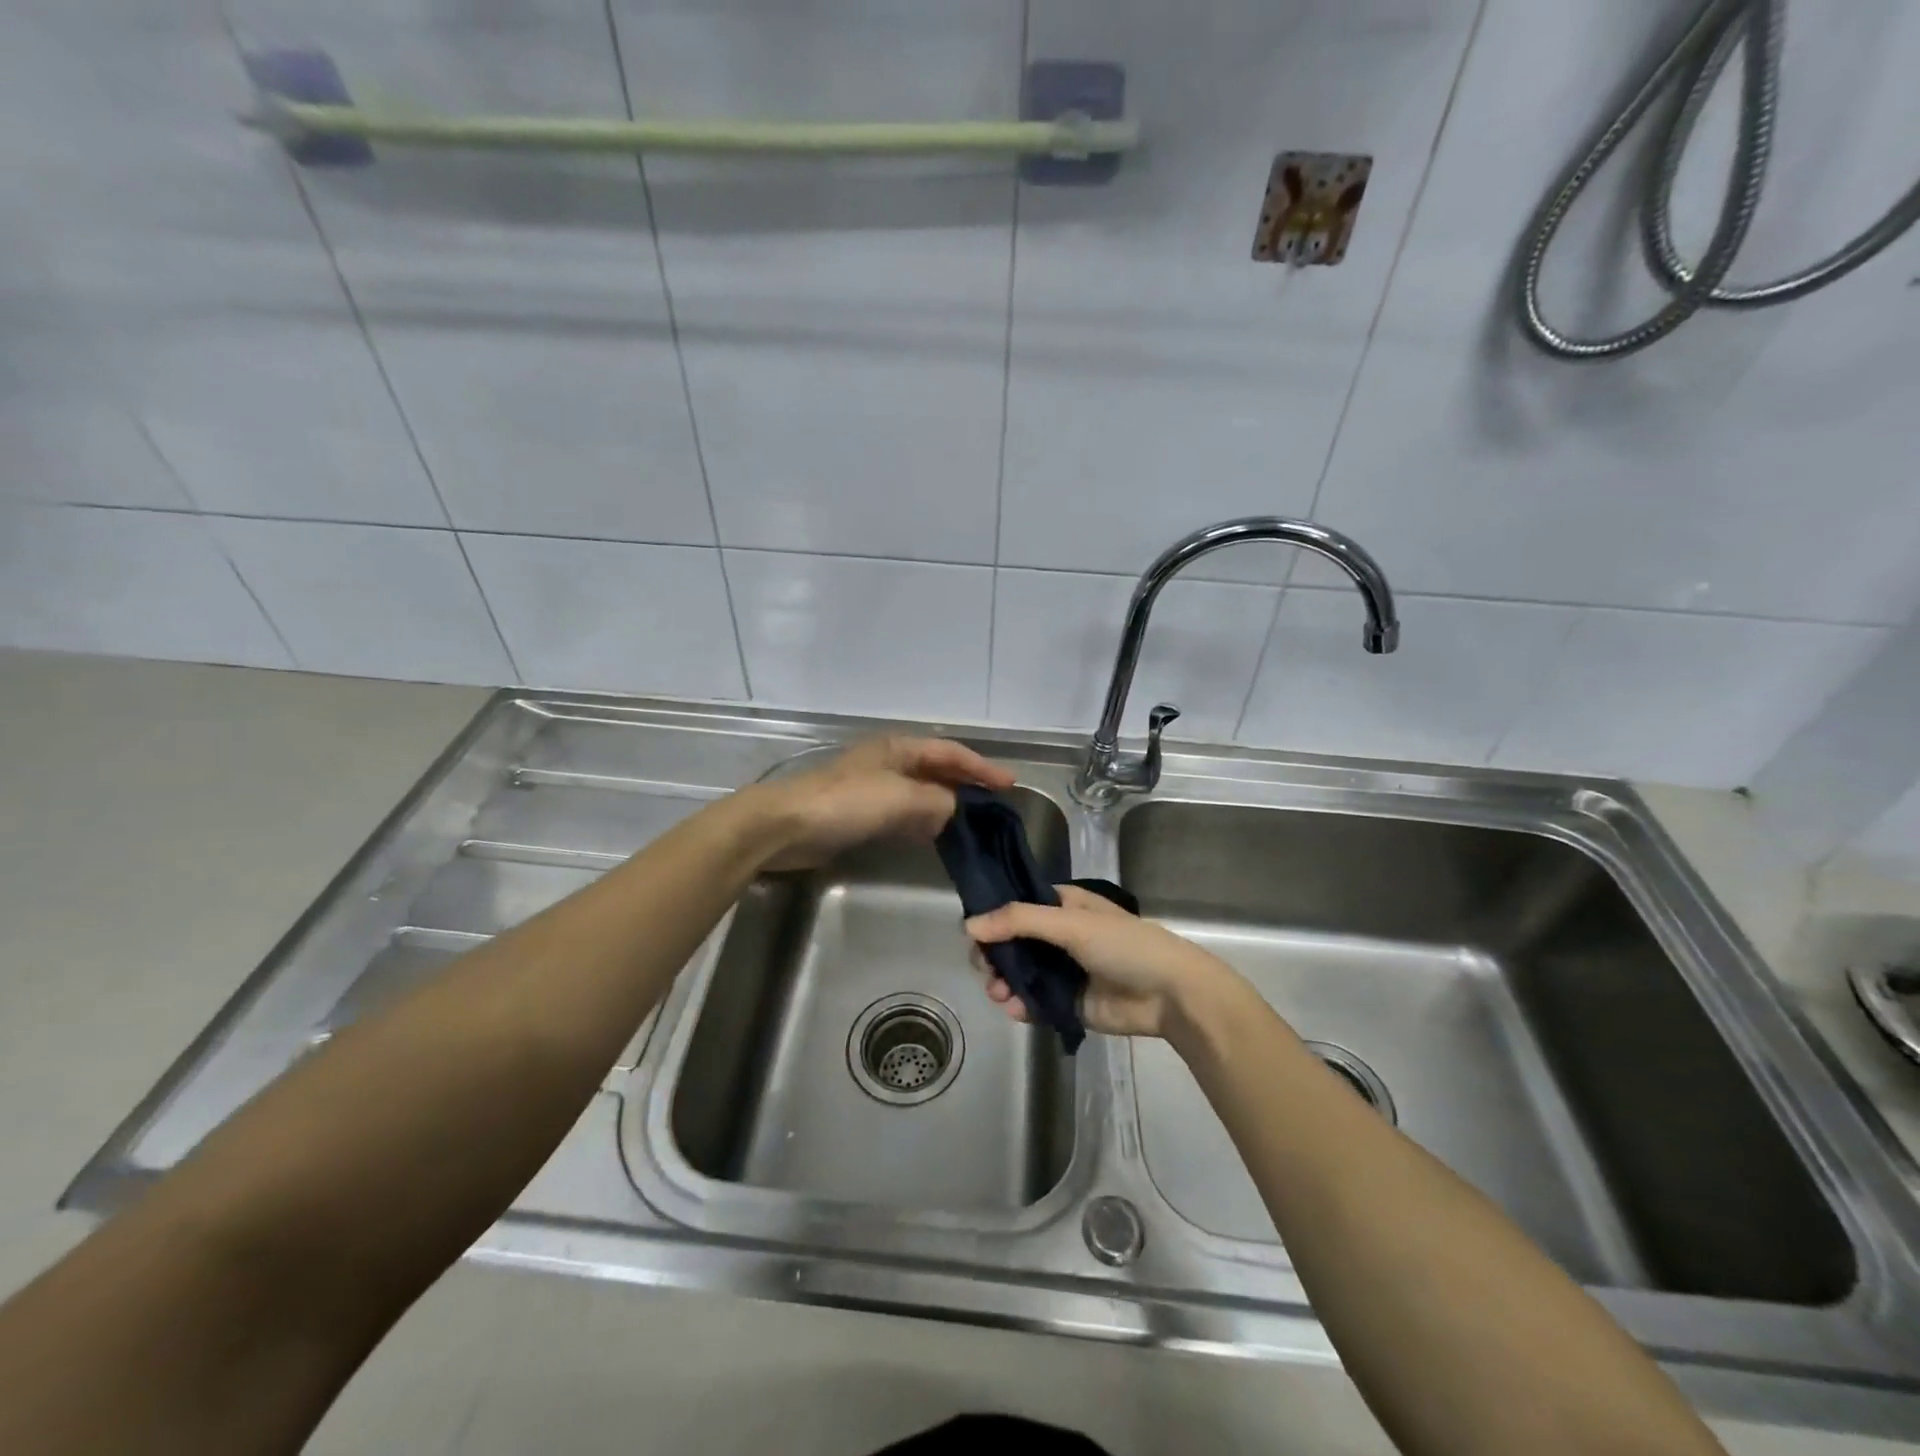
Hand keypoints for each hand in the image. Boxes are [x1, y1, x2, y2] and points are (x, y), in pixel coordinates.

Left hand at [752, 736, 1015, 871]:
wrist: (786, 826)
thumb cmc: (846, 803)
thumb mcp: (901, 797)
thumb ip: (937, 802)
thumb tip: (953, 809)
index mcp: (898, 748)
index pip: (950, 753)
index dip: (981, 767)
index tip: (1009, 784)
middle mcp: (888, 762)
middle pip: (936, 770)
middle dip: (966, 784)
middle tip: (995, 804)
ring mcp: (872, 788)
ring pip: (920, 793)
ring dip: (945, 805)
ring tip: (972, 823)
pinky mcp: (859, 814)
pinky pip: (902, 813)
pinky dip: (923, 821)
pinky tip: (933, 836)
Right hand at [966, 886, 1242, 1039]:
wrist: (1169, 995)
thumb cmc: (1124, 945)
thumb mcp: (1071, 924)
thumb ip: (1019, 921)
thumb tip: (969, 925)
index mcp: (1062, 906)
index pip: (1016, 907)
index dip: (992, 918)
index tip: (972, 933)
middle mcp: (1057, 936)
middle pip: (1011, 943)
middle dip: (994, 956)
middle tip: (985, 969)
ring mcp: (1061, 971)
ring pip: (1018, 974)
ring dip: (1002, 982)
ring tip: (999, 993)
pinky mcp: (1065, 1003)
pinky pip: (1032, 1002)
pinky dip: (1018, 1005)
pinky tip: (1014, 1008)